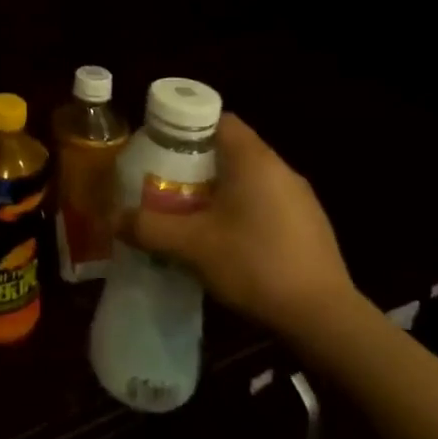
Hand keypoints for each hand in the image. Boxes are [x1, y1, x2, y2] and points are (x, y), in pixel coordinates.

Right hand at [116, 114, 356, 339]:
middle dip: (196, 162)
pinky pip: (266, 203)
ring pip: (249, 178)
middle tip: (166, 181)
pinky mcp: (310, 227)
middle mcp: (280, 169)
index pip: (218, 118)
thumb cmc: (255, 264)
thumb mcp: (191, 246)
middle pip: (231, 149)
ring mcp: (300, 199)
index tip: (160, 145)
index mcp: (253, 159)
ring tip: (191, 213)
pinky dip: (242, 210)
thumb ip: (148, 228)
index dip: (185, 126)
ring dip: (219, 188)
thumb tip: (112, 219)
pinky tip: (227, 241)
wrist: (325, 320)